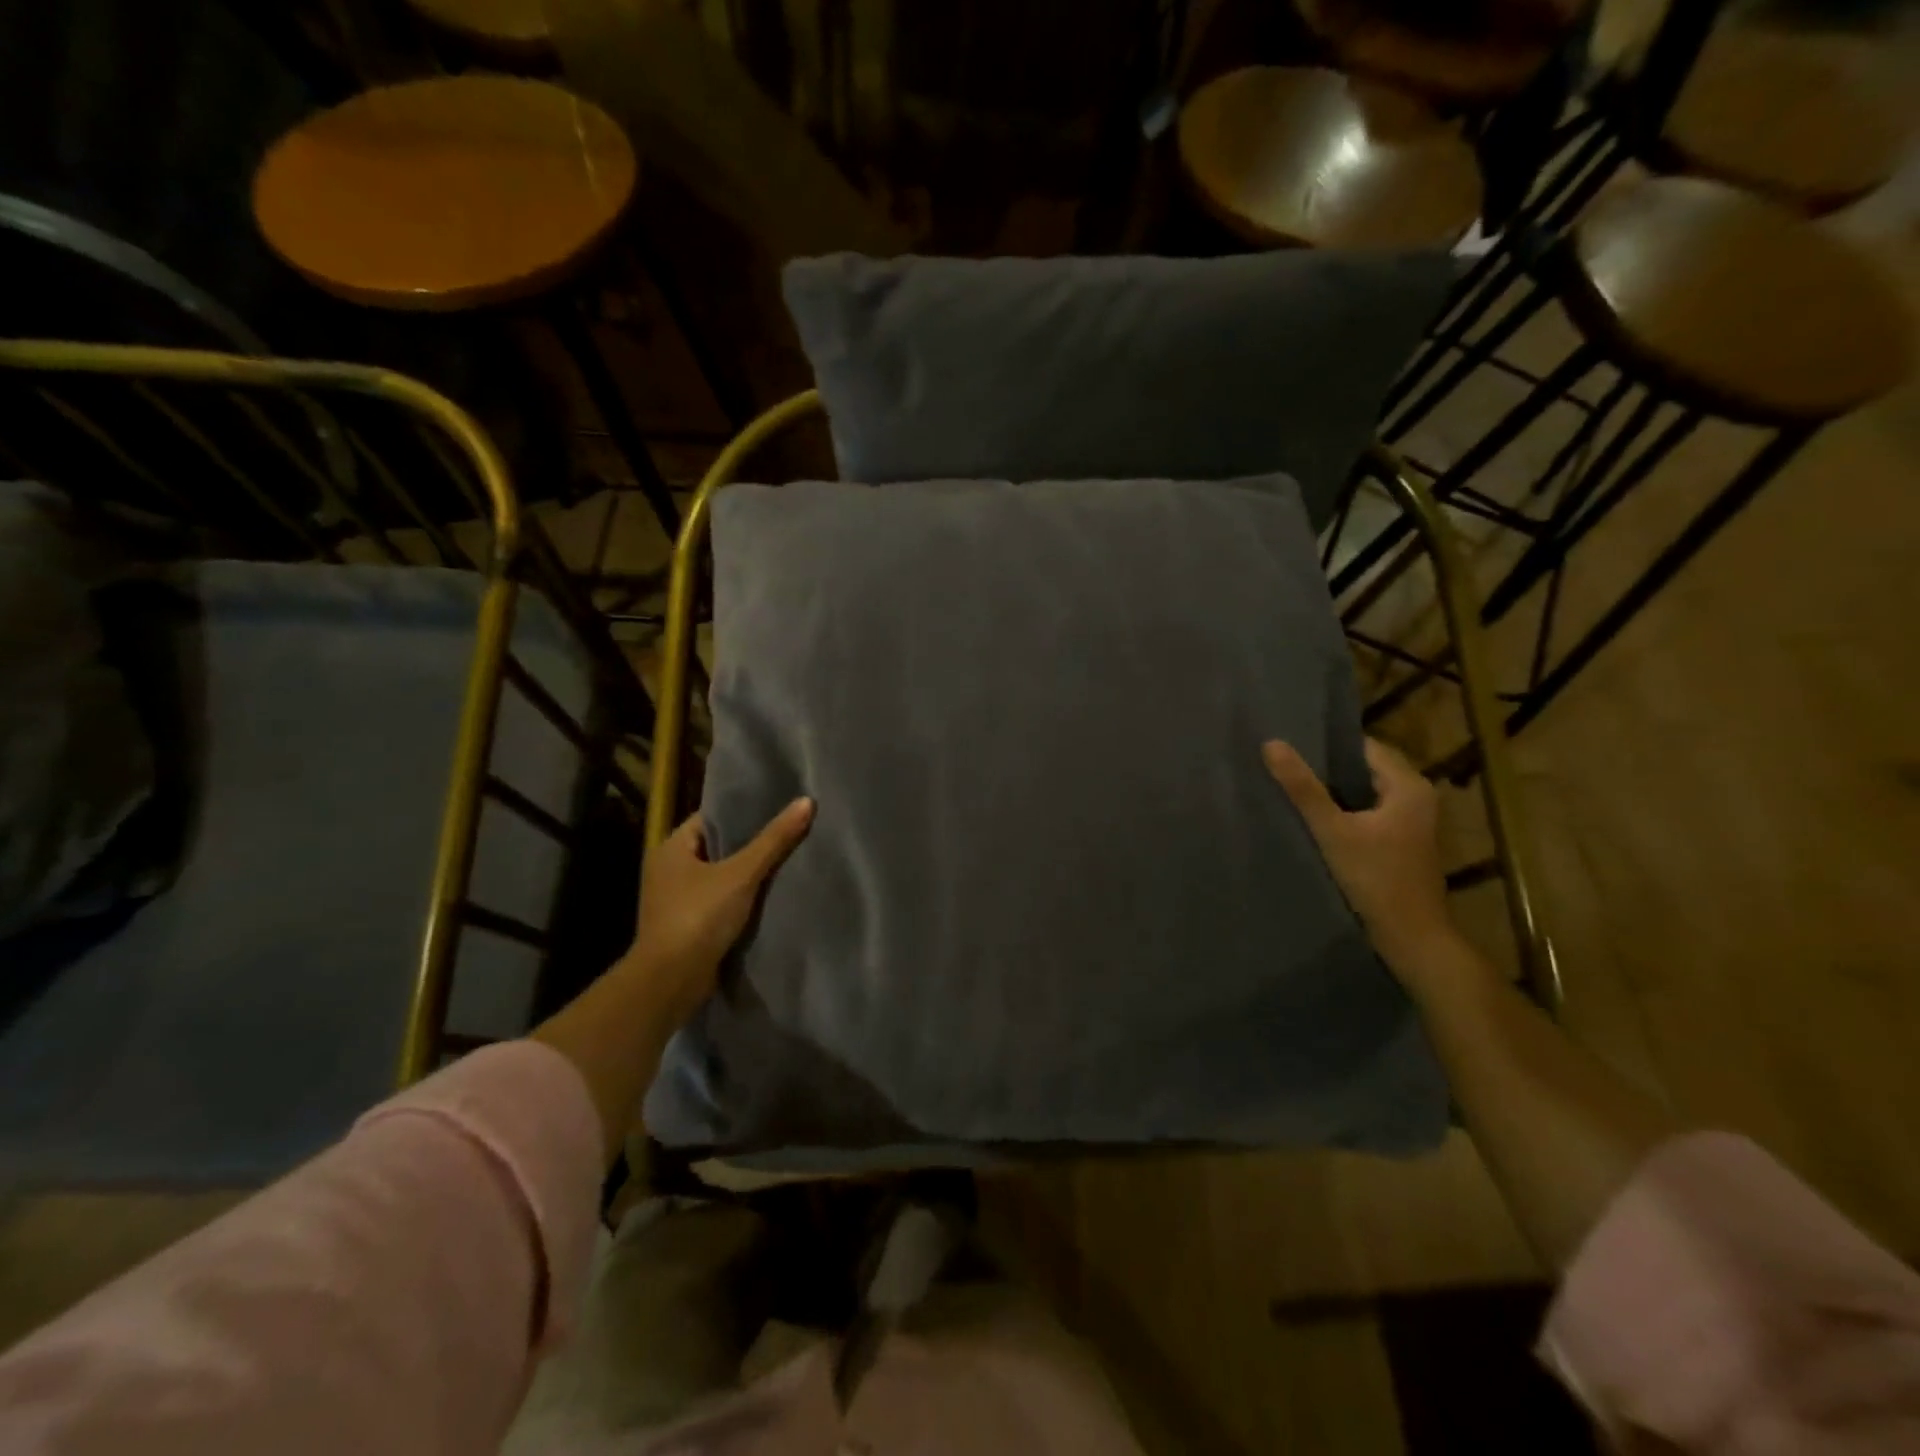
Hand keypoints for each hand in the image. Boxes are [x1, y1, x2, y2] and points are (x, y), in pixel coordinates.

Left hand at [623, 797, 814, 1027]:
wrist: (670, 982)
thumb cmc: (699, 917)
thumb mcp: (741, 874)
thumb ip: (774, 840)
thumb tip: (806, 802)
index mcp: (671, 848)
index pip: (710, 818)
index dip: (743, 812)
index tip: (777, 808)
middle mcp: (668, 870)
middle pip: (717, 847)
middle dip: (750, 844)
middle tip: (789, 833)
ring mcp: (675, 900)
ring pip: (720, 877)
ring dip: (747, 874)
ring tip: (787, 861)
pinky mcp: (687, 926)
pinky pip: (719, 902)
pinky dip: (741, 899)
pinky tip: (771, 896)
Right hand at [1262, 738, 1457, 974]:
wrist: (1411, 937)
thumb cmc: (1375, 878)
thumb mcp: (1332, 830)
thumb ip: (1302, 788)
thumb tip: (1271, 744)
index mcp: (1408, 785)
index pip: (1363, 747)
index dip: (1327, 746)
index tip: (1290, 746)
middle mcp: (1417, 797)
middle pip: (1364, 769)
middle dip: (1327, 769)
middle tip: (1285, 767)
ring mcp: (1412, 821)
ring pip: (1365, 793)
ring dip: (1334, 792)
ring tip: (1293, 789)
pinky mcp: (1403, 842)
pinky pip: (1369, 812)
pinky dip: (1345, 811)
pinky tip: (1316, 819)